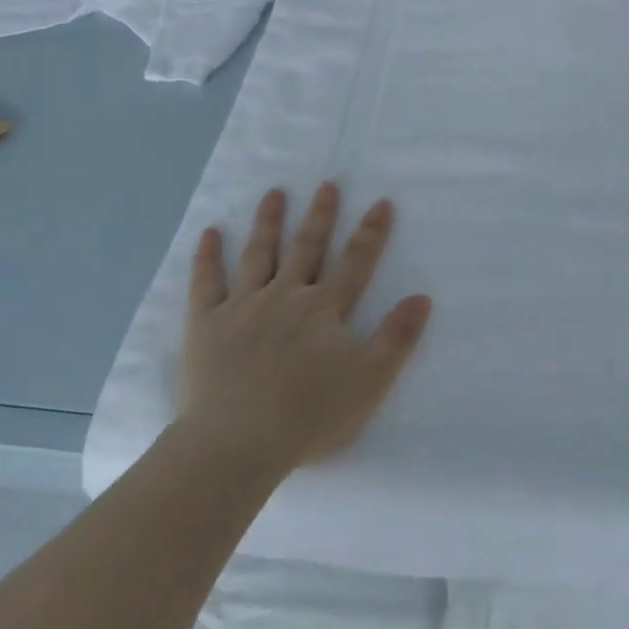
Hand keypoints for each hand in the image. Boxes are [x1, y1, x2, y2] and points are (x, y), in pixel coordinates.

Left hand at [180, 183, 432, 472]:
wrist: (236, 444)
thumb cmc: (308, 417)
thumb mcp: (369, 382)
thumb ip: (397, 338)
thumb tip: (422, 297)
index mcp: (324, 310)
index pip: (355, 263)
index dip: (371, 232)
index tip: (381, 202)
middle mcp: (285, 296)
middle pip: (307, 248)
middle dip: (320, 216)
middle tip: (327, 184)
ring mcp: (242, 306)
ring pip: (258, 254)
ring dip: (268, 222)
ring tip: (274, 193)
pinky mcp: (206, 323)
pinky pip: (206, 282)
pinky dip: (207, 257)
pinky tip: (209, 233)